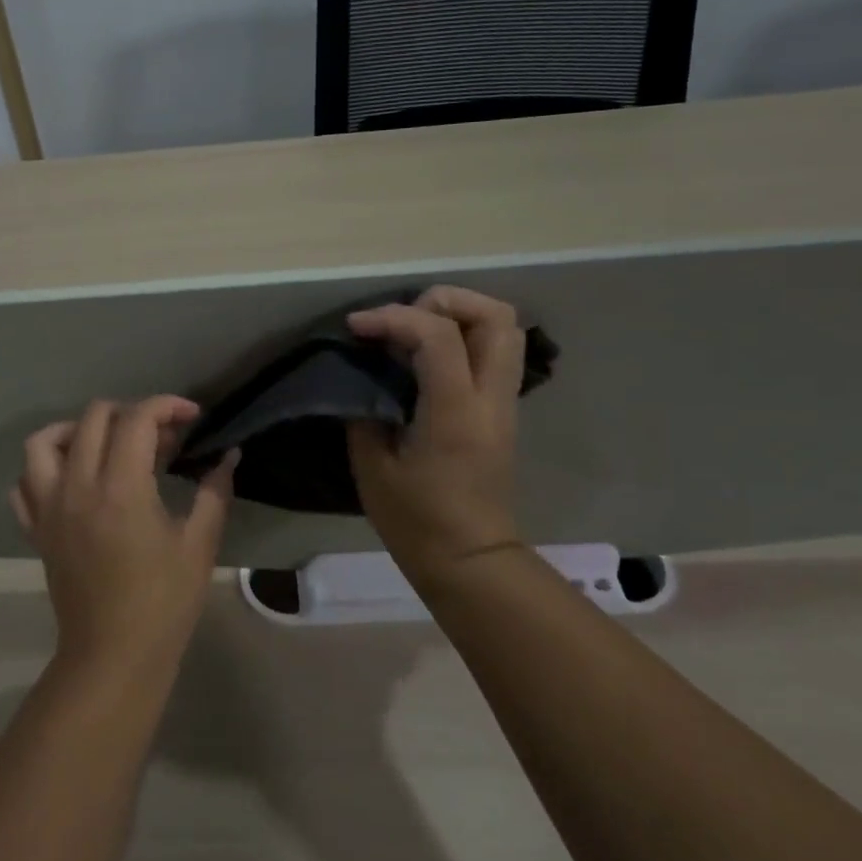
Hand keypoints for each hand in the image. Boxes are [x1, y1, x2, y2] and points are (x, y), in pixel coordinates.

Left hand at [12, 397, 238, 677]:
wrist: (113, 656)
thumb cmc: (164, 603)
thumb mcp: (199, 545)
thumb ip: (214, 493)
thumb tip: (228, 456)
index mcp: (121, 489)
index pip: (137, 419)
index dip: (167, 406)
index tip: (191, 417)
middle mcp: (77, 487)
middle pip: (93, 418)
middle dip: (131, 413)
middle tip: (159, 439)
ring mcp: (49, 508)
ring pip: (44, 442)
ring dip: (77, 430)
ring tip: (107, 445)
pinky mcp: (36, 530)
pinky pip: (24, 484)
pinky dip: (44, 469)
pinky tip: (71, 479)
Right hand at [345, 286, 526, 581]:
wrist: (470, 560)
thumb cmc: (416, 521)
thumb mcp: (372, 466)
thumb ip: (365, 411)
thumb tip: (362, 377)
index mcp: (455, 412)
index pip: (437, 335)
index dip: (393, 317)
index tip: (357, 327)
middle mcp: (490, 398)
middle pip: (496, 316)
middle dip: (444, 301)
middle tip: (402, 318)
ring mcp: (503, 403)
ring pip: (504, 329)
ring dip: (459, 315)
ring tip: (414, 329)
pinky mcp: (501, 411)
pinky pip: (493, 353)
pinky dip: (462, 337)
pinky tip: (424, 357)